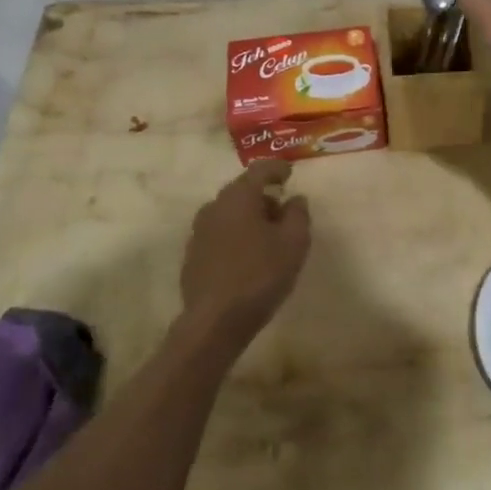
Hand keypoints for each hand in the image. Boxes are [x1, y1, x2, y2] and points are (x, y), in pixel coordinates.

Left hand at [178, 161, 311, 353]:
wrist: (215, 322)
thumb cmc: (260, 275)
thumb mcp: (294, 242)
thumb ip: (298, 214)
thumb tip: (294, 199)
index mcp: (239, 197)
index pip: (260, 169)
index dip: (277, 168)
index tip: (290, 173)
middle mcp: (215, 207)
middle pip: (242, 190)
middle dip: (263, 195)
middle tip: (283, 211)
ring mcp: (199, 231)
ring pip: (229, 213)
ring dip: (248, 217)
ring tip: (267, 237)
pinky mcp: (192, 255)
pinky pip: (219, 234)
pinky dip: (235, 235)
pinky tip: (247, 257)